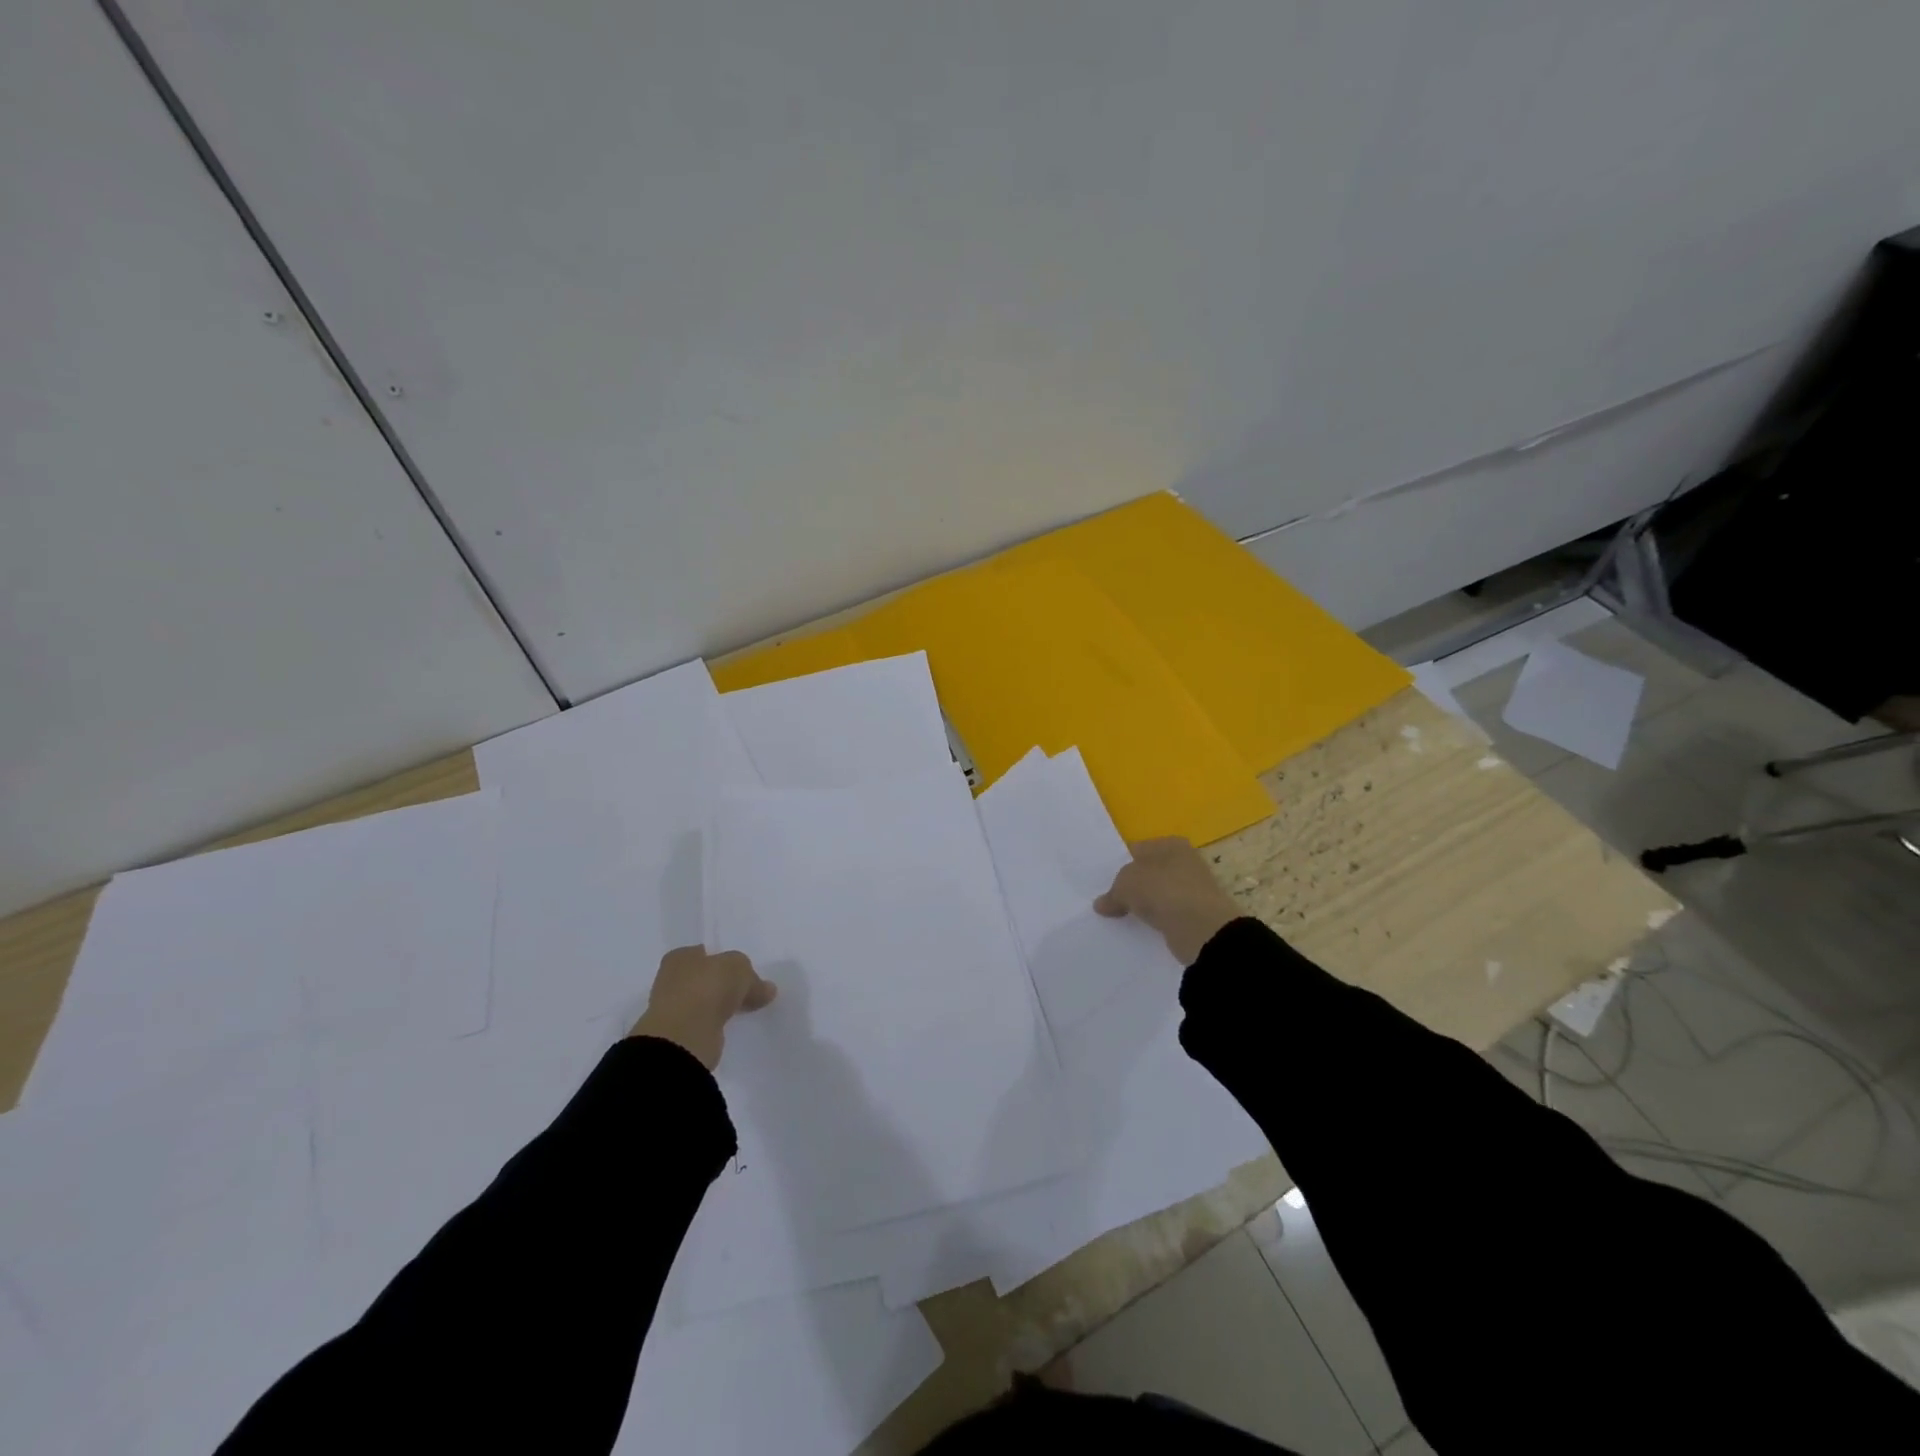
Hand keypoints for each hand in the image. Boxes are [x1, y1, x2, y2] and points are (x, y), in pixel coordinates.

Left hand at [629, 946, 776, 1070]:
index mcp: (680, 957)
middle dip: (722, 984)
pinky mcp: (679, 1034)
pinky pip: (704, 1023)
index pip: (704, 952)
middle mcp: (671, 980)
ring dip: (719, 1006)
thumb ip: (752, 977)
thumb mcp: (740, 969)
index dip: (723, 959)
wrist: (684, 1037)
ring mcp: (673, 1009)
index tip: (742, 971)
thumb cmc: (707, 988)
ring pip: (703, 1001)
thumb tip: (767, 989)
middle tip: (747, 990)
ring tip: (743, 1009)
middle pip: (704, 977)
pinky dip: (715, 1024)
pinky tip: (731, 1026)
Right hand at [1093, 837, 1241, 964]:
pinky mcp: (1197, 913)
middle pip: (1150, 871)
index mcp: (1171, 844)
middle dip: (1133, 884)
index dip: (1120, 864)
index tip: (1105, 881)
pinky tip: (1145, 927)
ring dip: (1146, 904)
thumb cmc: (1162, 890)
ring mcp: (1193, 888)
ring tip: (1124, 916)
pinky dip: (1159, 919)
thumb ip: (1112, 892)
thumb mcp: (1126, 884)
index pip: (1138, 849)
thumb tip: (1101, 904)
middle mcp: (1186, 861)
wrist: (1201, 928)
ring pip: (1159, 893)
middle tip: (1111, 899)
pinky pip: (1169, 913)